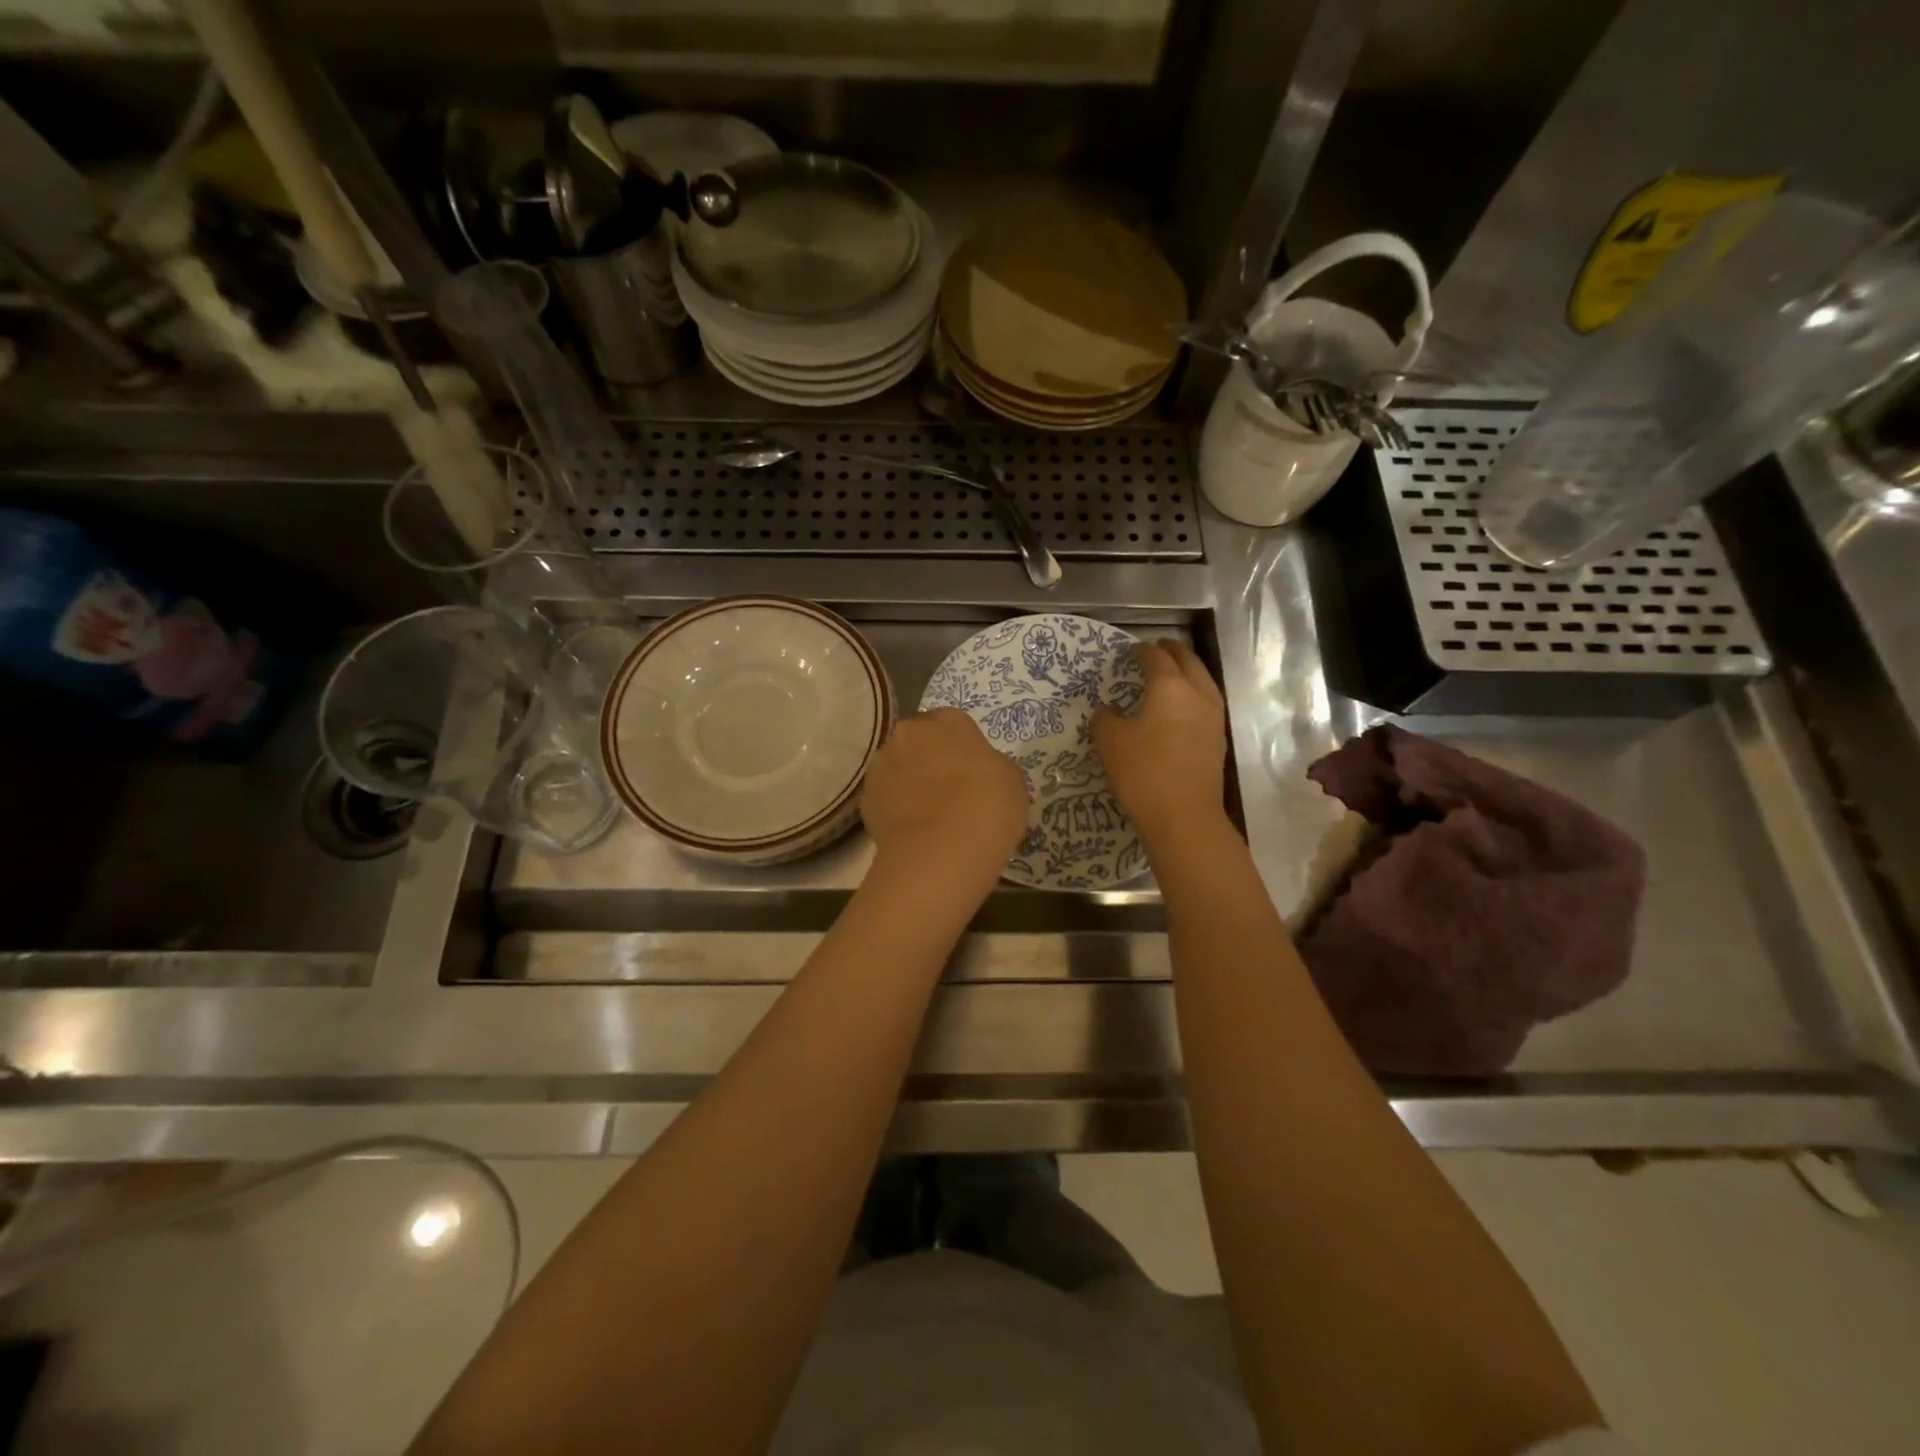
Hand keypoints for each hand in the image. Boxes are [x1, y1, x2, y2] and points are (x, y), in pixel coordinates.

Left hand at [862, 708, 1029, 882]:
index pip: (951, 724)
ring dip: (909, 782)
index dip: (960, 748)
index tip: (970, 772)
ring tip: (928, 815)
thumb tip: (979, 774)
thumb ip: (991, 766)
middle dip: (929, 759)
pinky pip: (885, 798)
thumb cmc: (988, 805)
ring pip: (896, 767)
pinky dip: (895, 809)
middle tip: (949, 791)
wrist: (942, 849)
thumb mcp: (1011, 779)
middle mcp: (909, 733)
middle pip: (918, 741)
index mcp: (948, 721)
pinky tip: (913, 831)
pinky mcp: (866, 798)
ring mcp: (882, 765)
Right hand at [1093, 640, 1226, 847]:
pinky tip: (1181, 707)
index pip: (1155, 657)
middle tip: (1157, 649)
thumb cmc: (1143, 772)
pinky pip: (1206, 703)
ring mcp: (1213, 717)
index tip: (1130, 651)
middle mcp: (1198, 693)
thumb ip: (1105, 718)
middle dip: (1172, 651)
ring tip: (1172, 674)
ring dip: (1187, 671)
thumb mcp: (1110, 741)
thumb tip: (1108, 711)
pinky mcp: (1217, 739)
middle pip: (1188, 661)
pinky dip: (1193, 694)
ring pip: (1203, 680)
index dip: (1141, 651)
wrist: (1184, 816)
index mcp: (1170, 685)